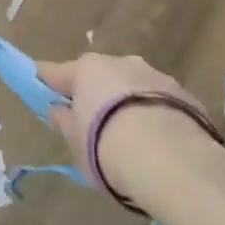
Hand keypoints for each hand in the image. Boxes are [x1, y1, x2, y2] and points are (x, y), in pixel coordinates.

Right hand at [38, 53, 216, 204]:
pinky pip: (160, 103)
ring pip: (133, 87)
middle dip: (96, 93)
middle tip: (95, 123)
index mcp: (87, 69)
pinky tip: (159, 142)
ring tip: (132, 137)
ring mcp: (154, 75)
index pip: (58, 72)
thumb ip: (65, 123)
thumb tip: (59, 110)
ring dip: (128, 103)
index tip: (40, 82)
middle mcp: (120, 63)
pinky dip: (155, 115)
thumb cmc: (108, 148)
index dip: (48, 80)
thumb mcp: (76, 143)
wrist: (171, 160)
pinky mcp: (185, 95)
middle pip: (100, 76)